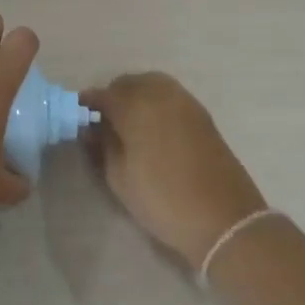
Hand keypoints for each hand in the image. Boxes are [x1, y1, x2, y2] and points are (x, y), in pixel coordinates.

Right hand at [82, 73, 267, 267]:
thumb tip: (92, 128)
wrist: (225, 220)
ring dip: (136, 97)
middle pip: (128, 83)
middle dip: (113, 98)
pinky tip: (153, 129)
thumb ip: (103, 146)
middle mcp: (160, 94)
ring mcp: (185, 102)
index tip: (79, 119)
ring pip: (151, 84)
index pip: (102, 95)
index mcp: (136, 107)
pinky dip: (156, 103)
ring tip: (130, 126)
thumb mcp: (119, 178)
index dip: (88, 105)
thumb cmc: (163, 201)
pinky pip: (170, 96)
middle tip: (105, 124)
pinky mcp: (202, 114)